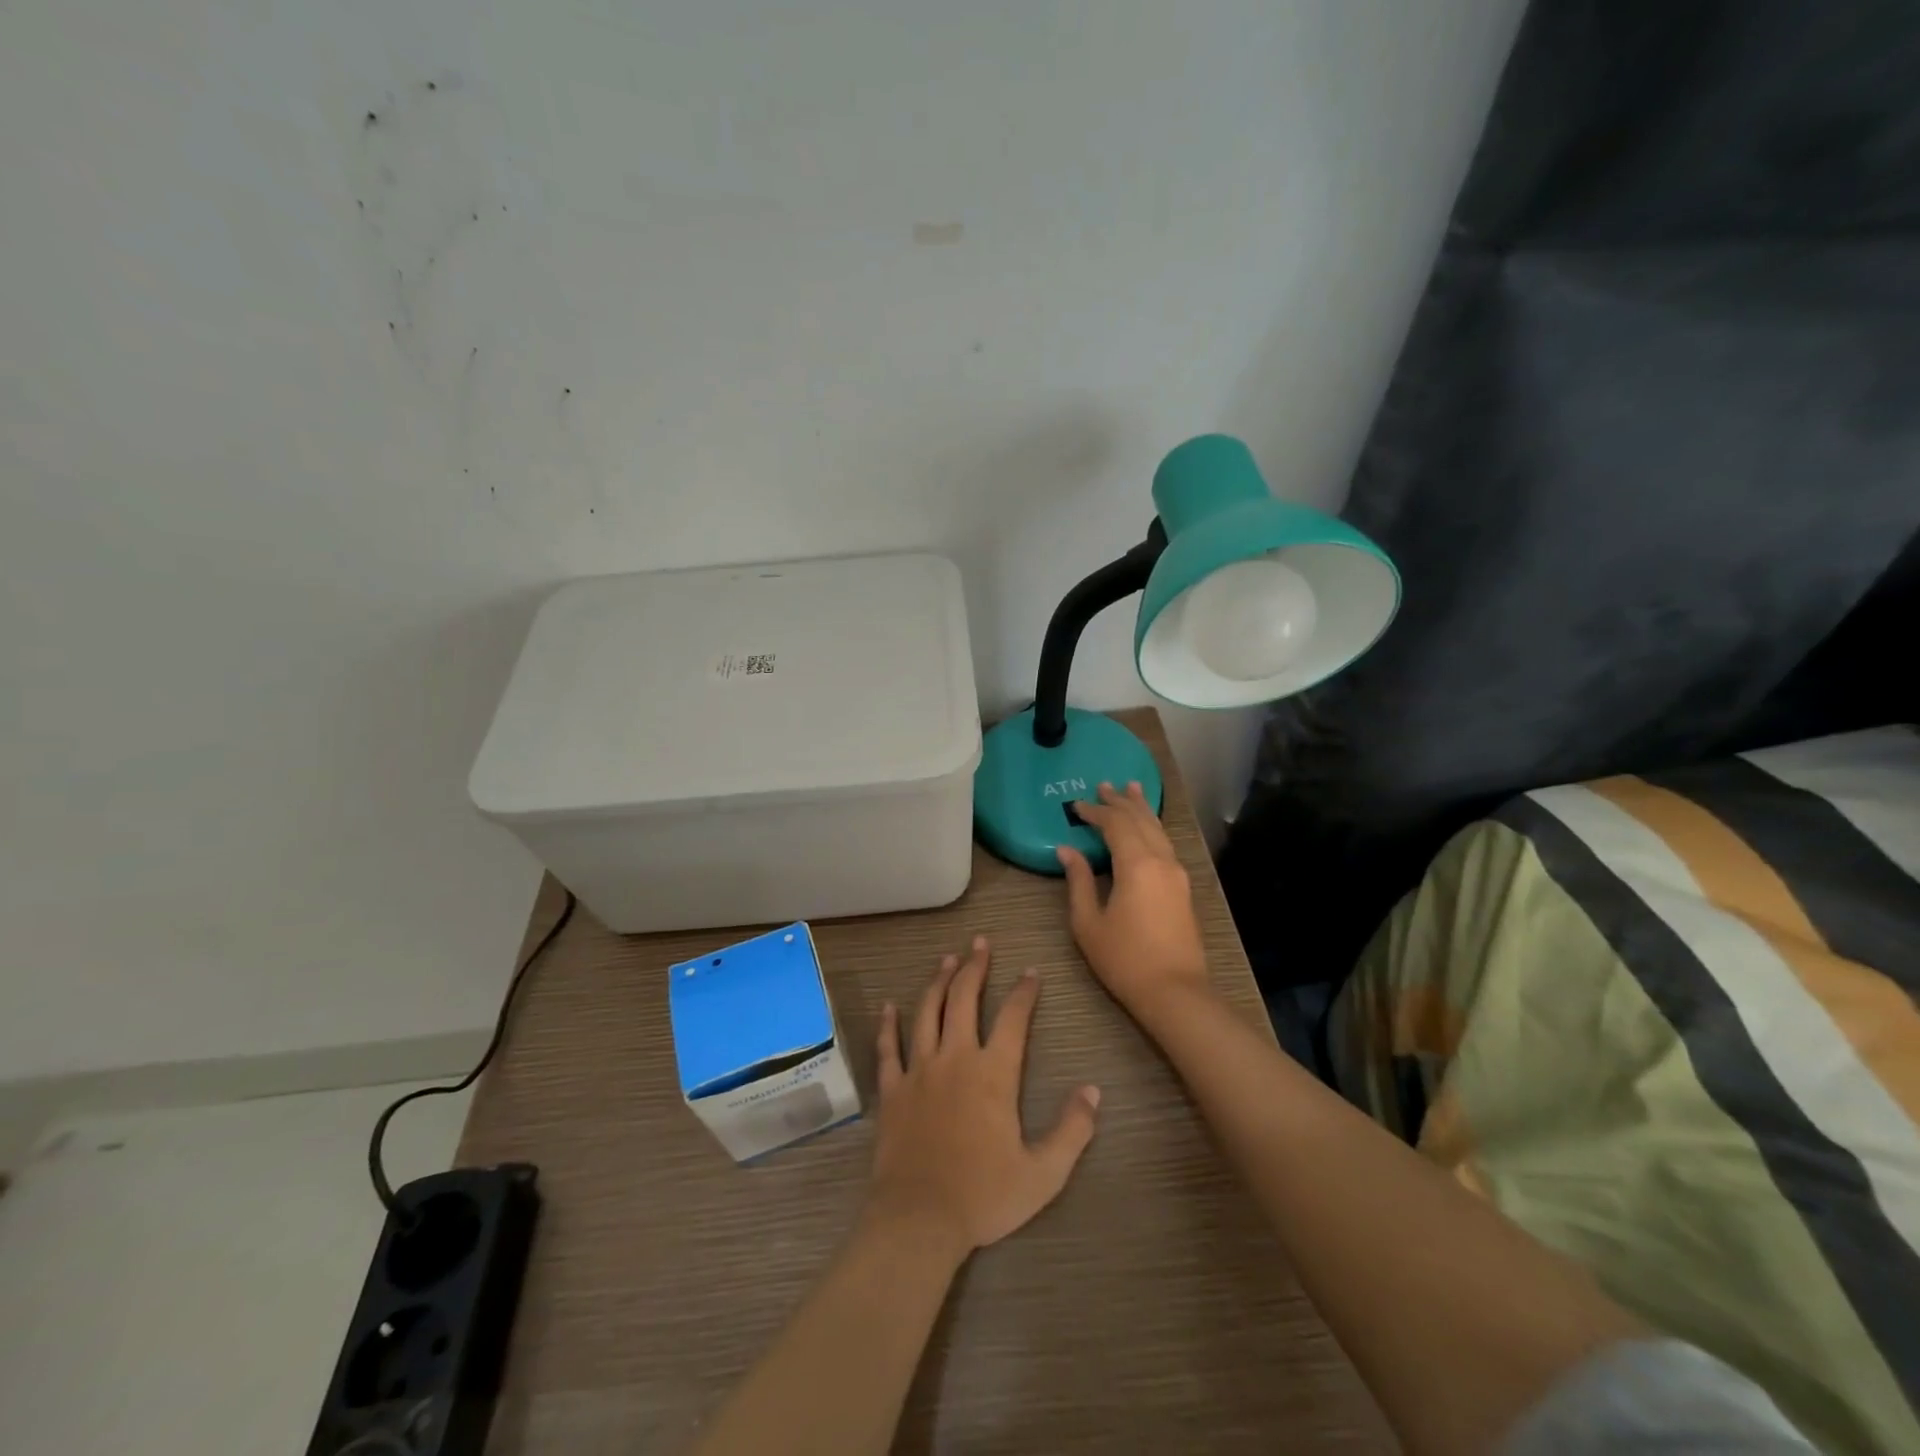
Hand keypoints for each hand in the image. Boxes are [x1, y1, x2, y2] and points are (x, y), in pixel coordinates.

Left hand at [865, 936, 1100, 1261]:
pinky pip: (889, 1048)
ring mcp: (919, 1070)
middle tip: (980, 942)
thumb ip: (1072, 1130)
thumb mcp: (1043, 1173)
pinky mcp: (893, 1088)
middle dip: (975, 967)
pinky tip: (888, 1005)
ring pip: (928, 1012)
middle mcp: (955, 1058)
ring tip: (947, 958)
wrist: (919, 1219)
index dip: (1024, 992)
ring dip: (938, 981)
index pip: (1013, 1018)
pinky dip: (888, 1024)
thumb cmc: (984, 1196)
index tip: (1031, 972)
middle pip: (964, 999)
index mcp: (993, 1073)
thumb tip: (1093, 1091)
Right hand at [1057, 781, 1210, 1017]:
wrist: (1175, 992)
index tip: (1075, 805)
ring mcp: (1176, 873)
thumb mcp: (1089, 922)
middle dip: (1120, 801)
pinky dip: (1152, 828)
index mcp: (1136, 864)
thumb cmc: (1124, 959)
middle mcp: (1161, 860)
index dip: (1095, 812)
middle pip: (1140, 820)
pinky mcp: (1183, 888)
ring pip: (1158, 830)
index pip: (1115, 824)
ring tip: (1131, 789)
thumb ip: (1078, 881)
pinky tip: (1147, 828)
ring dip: (1141, 809)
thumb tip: (1067, 850)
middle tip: (1104, 784)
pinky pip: (1165, 844)